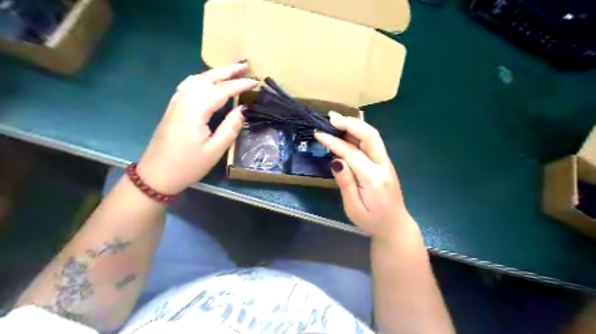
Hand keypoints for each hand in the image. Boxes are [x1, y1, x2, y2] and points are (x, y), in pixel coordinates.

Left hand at [138, 62, 258, 193]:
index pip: (221, 90)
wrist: (156, 175)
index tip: (256, 81)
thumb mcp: (214, 150)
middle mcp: (183, 101)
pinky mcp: (172, 108)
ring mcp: (175, 103)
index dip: (239, 84)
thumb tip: (243, 109)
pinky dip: (202, 79)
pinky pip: (188, 85)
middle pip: (207, 78)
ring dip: (214, 72)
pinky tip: (207, 81)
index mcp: (194, 111)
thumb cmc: (188, 165)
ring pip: (196, 79)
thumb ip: (230, 128)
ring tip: (230, 71)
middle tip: (245, 65)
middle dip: (227, 70)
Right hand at [317, 114, 415, 238]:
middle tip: (331, 117)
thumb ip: (346, 184)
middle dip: (351, 122)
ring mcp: (386, 163)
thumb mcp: (354, 208)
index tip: (319, 134)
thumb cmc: (372, 221)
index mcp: (374, 179)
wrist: (395, 226)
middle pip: (370, 136)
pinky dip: (359, 133)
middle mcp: (383, 166)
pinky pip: (373, 143)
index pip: (352, 153)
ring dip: (355, 125)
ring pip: (373, 136)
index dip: (334, 142)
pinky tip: (347, 132)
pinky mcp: (385, 163)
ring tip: (336, 120)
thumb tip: (336, 160)